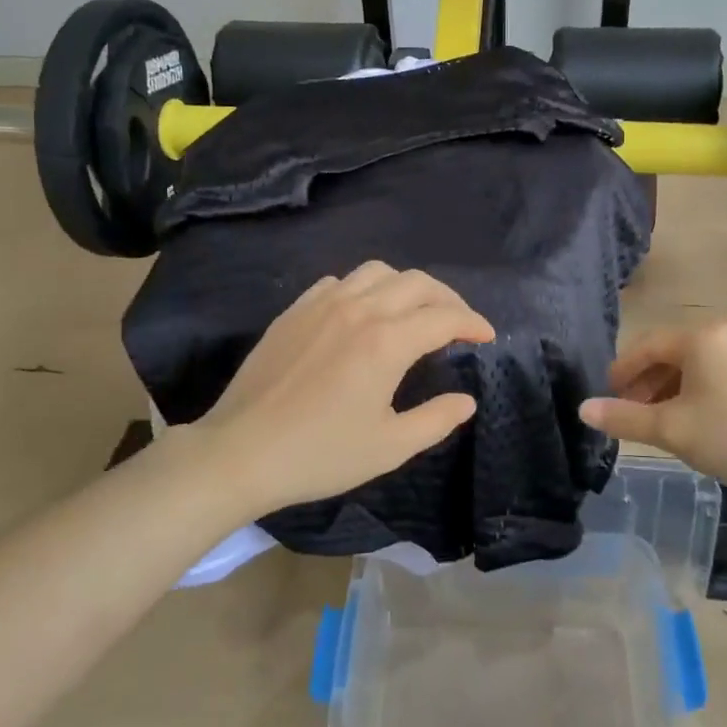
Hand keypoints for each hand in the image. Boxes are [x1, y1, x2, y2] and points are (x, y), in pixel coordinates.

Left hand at [175, 262, 494, 516]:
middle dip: (447, 298)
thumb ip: (435, 419)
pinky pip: (339, 282)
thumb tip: (466, 400)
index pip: (443, 318)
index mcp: (386, 342)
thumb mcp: (389, 447)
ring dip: (407, 286)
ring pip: (377, 272)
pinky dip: (365, 288)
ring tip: (415, 311)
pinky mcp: (294, 310)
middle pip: (416, 283)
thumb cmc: (319, 454)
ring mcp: (322, 304)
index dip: (472, 322)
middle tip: (459, 323)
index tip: (487, 335)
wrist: (240, 452)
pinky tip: (363, 313)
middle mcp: (358, 310)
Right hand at [579, 322, 726, 505]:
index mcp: (701, 338)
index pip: (647, 346)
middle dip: (644, 383)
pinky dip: (692, 396)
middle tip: (626, 413)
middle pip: (669, 355)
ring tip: (652, 423)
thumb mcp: (669, 429)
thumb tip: (583, 409)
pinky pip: (713, 379)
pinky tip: (686, 425)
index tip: (606, 396)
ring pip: (692, 369)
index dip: (622, 371)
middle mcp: (725, 337)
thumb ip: (623, 417)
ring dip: (666, 392)